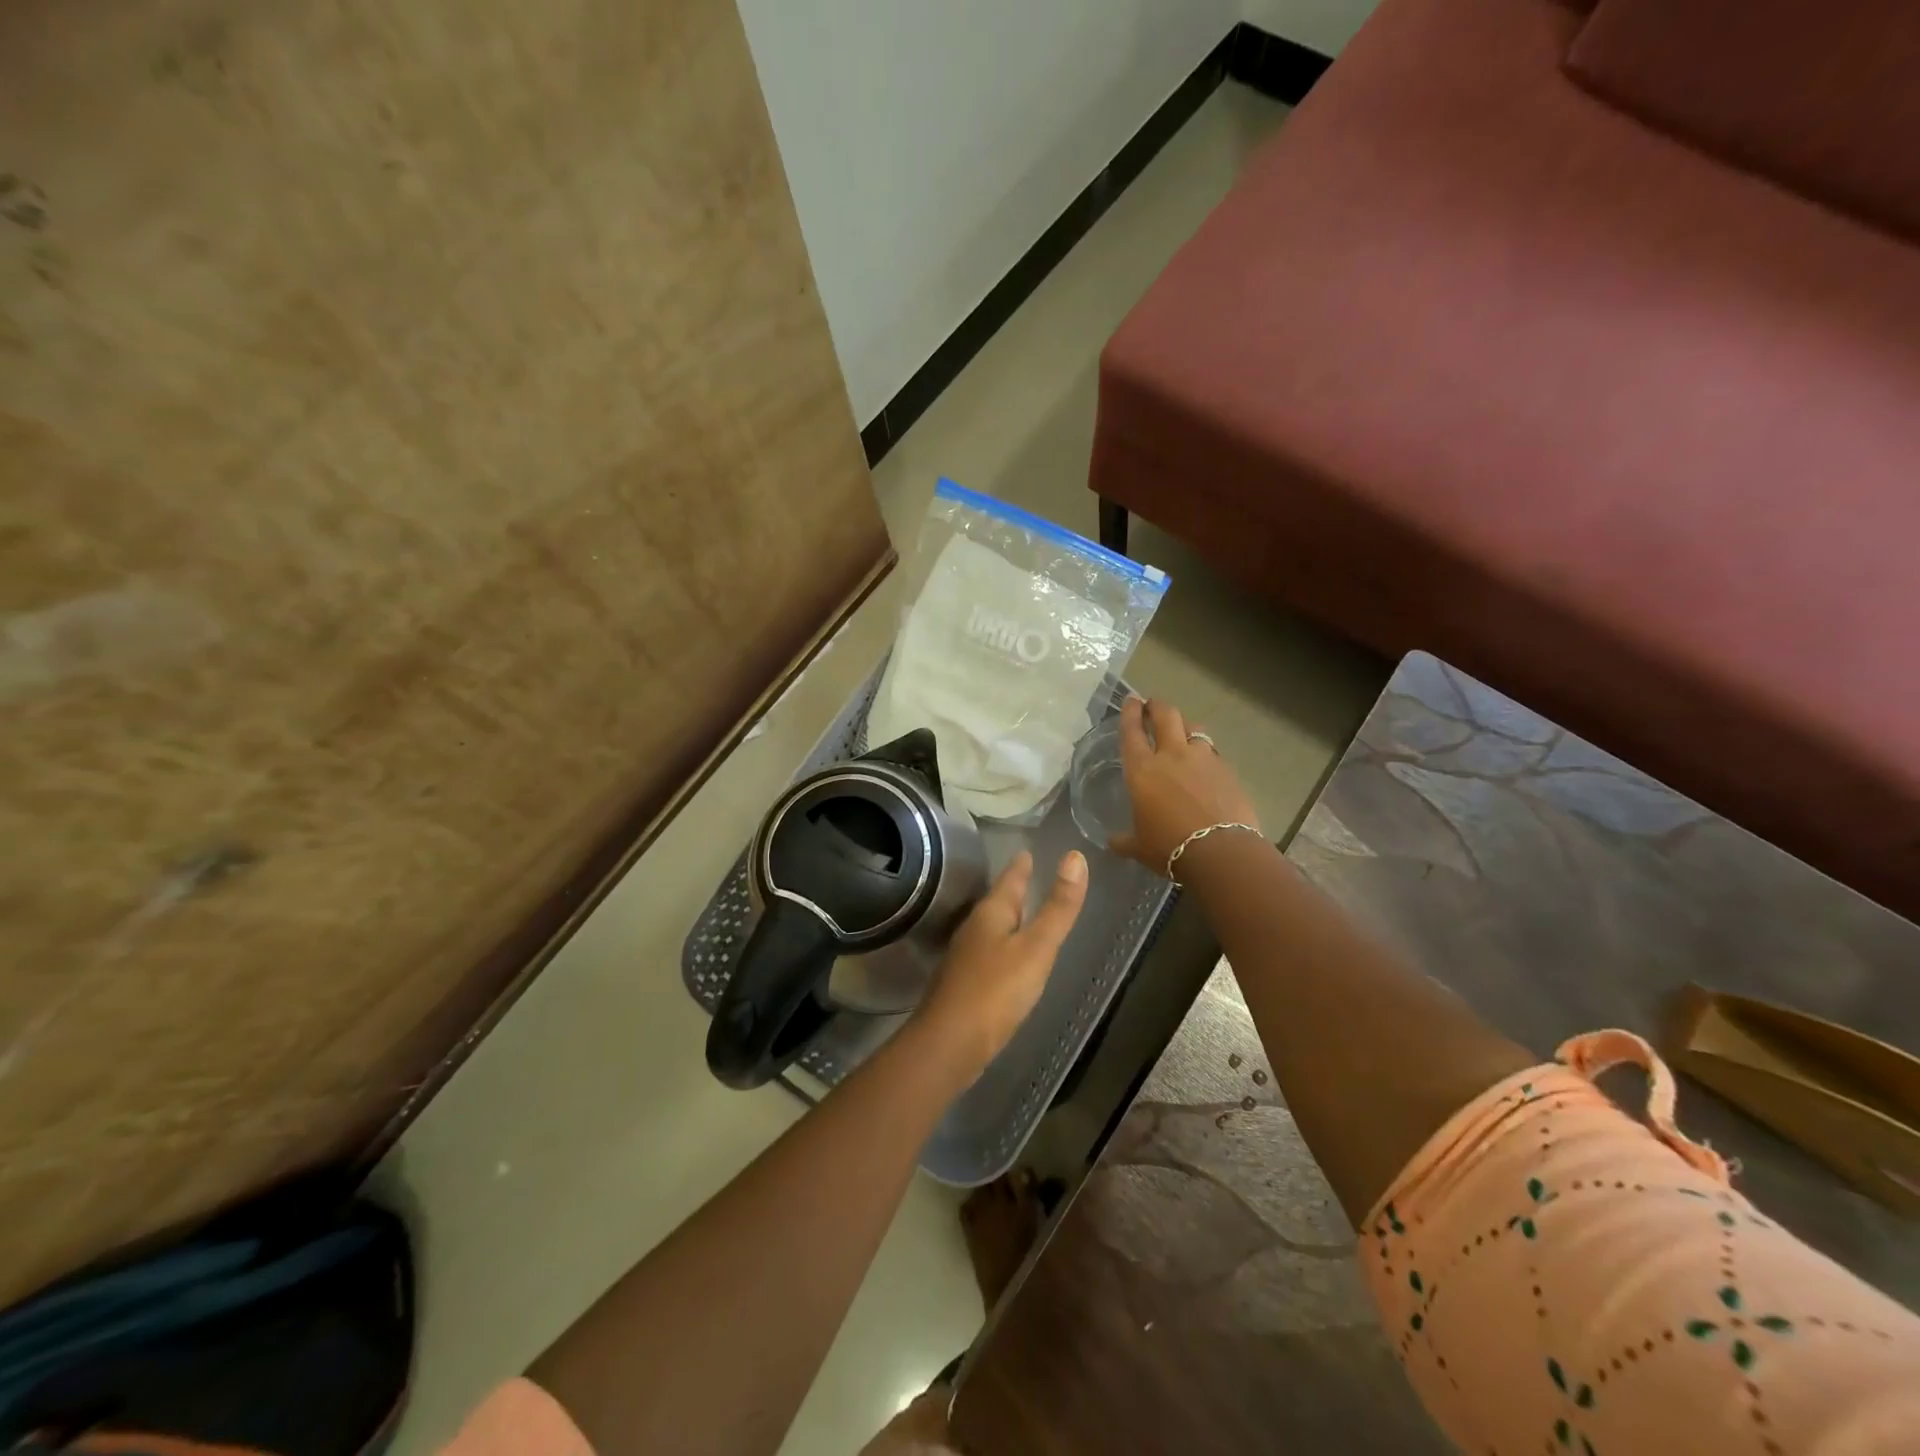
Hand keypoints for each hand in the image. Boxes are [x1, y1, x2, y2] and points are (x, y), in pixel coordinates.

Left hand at [914, 850, 1086, 1077]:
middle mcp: (974, 928)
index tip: (1029, 850)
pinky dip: (1005, 945)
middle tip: (1031, 874)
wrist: (950, 1044)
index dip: (1022, 865)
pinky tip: (1011, 958)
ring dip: (1009, 916)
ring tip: (1025, 911)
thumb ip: (1058, 907)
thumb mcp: (1037, 947)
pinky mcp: (966, 983)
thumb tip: (1075, 856)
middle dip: (1015, 888)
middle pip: (999, 901)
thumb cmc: (996, 991)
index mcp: (991, 913)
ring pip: (993, 927)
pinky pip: (990, 952)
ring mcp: (967, 956)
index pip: (1010, 878)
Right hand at [1109, 697, 1259, 873]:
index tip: (1131, 700)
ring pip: (1194, 728)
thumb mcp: (1139, 847)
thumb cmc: (1169, 847)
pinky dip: (1205, 753)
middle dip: (1158, 706)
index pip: (1132, 731)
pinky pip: (1213, 752)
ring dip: (1185, 725)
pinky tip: (1205, 764)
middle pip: (1166, 716)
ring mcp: (1203, 759)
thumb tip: (1112, 842)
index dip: (1130, 713)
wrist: (1221, 852)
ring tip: (1182, 730)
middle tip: (1153, 705)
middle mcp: (1172, 755)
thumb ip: (1124, 840)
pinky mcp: (1227, 770)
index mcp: (1142, 770)